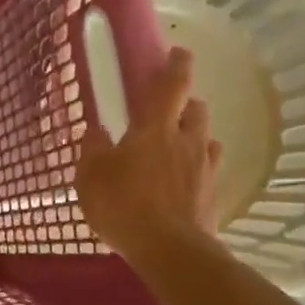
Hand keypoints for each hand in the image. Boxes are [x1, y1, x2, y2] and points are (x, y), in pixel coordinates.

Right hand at [76, 46, 222, 259]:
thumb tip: (95, 131)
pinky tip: (185, 181)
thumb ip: (92, 149)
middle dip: (186, 104)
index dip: (177, 65)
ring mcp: (205, 168)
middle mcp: (187, 140)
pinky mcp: (213, 194)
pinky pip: (209, 169)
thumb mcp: (91, 177)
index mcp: (156, 128)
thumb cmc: (124, 206)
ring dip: (194, 136)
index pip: (172, 85)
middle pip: (196, 109)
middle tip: (169, 112)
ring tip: (177, 149)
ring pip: (207, 138)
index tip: (179, 53)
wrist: (170, 251)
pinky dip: (198, 167)